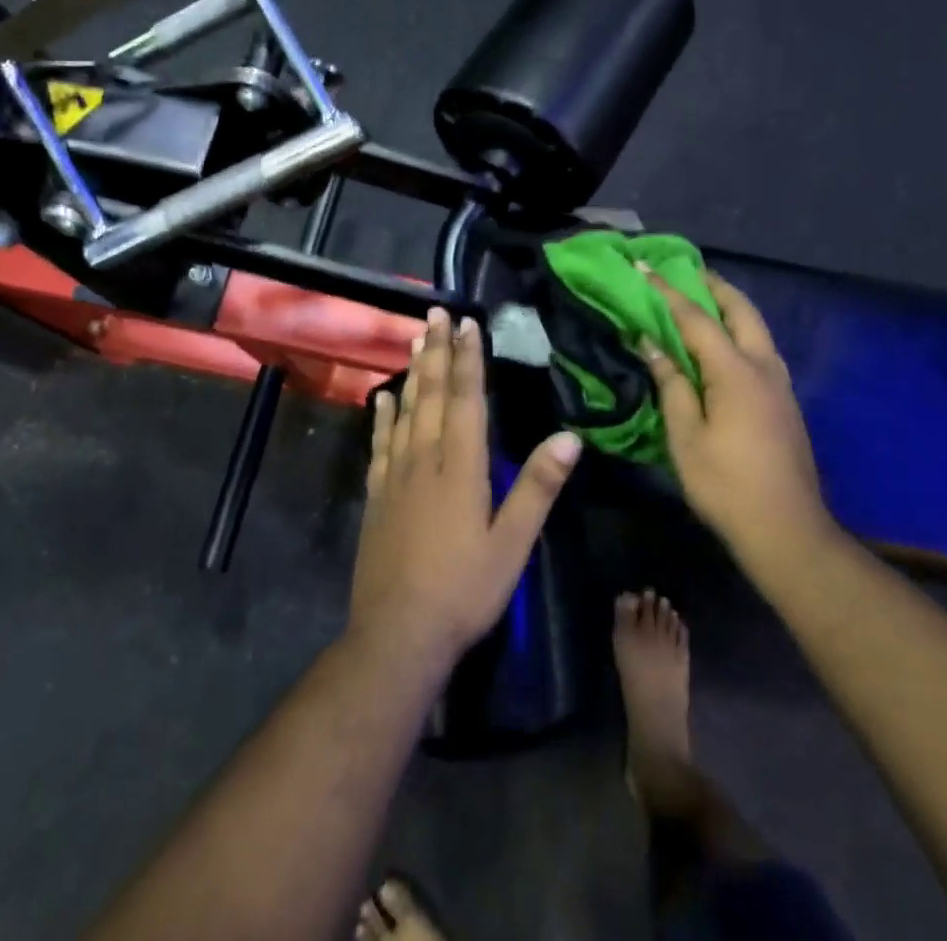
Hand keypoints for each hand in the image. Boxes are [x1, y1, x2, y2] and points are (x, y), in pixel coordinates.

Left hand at [350, 306, 581, 672]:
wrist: (398, 634)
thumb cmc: (464, 589)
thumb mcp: (513, 543)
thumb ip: (538, 487)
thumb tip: (570, 436)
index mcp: (461, 467)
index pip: (466, 400)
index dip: (468, 359)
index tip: (468, 323)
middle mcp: (425, 459)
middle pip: (431, 394)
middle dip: (436, 350)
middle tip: (435, 313)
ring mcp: (395, 476)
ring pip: (405, 410)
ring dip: (412, 372)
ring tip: (414, 338)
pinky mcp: (376, 495)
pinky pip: (380, 443)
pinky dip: (383, 415)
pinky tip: (383, 397)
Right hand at [641, 269, 839, 576]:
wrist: (786, 530)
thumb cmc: (725, 484)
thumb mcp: (685, 436)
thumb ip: (671, 384)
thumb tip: (652, 344)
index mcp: (736, 372)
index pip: (696, 319)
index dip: (667, 292)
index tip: (644, 268)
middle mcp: (763, 366)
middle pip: (740, 310)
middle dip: (712, 285)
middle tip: (684, 272)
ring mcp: (779, 383)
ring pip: (756, 327)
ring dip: (729, 307)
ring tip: (700, 299)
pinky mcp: (784, 401)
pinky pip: (759, 347)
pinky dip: (738, 330)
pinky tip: (720, 343)